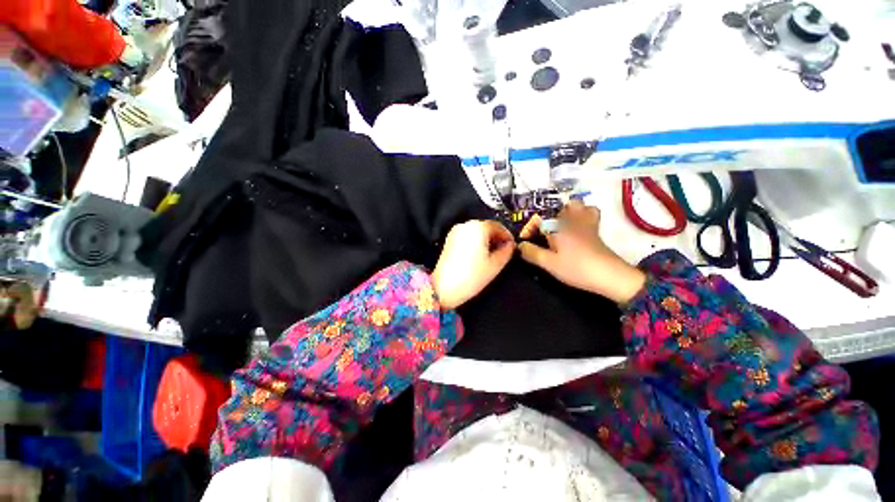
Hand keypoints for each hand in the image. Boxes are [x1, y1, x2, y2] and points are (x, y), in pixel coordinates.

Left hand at [432, 220, 514, 309]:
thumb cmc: (470, 277)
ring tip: (492, 254)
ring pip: (476, 232)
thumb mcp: (495, 265)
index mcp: (478, 228)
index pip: (498, 226)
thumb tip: (510, 246)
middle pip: (486, 227)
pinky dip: (475, 242)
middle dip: (497, 237)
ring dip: (486, 240)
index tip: (512, 245)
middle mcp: (465, 226)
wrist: (444, 288)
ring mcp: (455, 232)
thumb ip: (506, 252)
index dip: (507, 235)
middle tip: (504, 250)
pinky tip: (479, 255)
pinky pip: (467, 237)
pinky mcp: (449, 240)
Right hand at [517, 201, 645, 302]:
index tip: (525, 242)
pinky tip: (578, 227)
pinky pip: (590, 213)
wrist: (610, 276)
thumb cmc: (576, 268)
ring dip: (567, 211)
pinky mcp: (596, 230)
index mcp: (557, 227)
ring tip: (560, 225)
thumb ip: (531, 253)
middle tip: (543, 232)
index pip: (537, 219)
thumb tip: (520, 246)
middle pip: (558, 208)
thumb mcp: (549, 264)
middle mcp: (570, 220)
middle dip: (548, 217)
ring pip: (577, 206)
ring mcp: (585, 223)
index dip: (528, 229)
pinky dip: (583, 215)